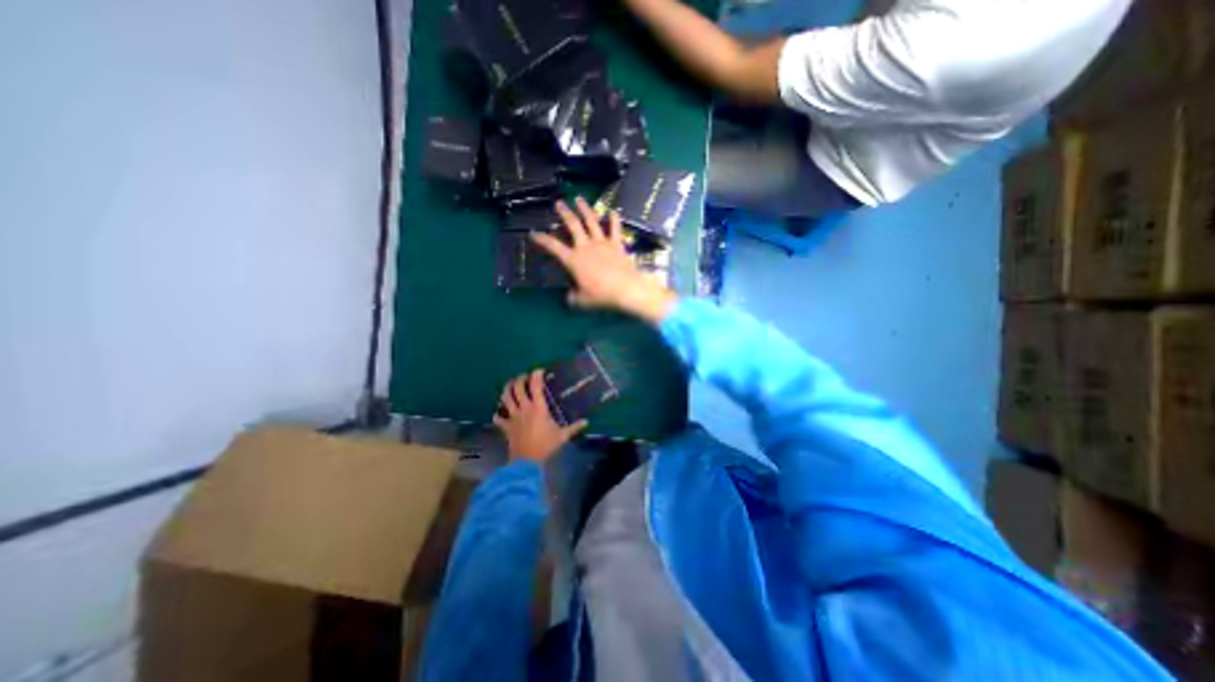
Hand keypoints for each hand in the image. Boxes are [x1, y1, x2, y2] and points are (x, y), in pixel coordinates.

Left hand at [494, 373, 587, 461]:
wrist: (527, 461)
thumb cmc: (546, 445)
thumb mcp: (562, 436)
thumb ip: (574, 427)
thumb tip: (586, 422)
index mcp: (538, 407)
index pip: (536, 385)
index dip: (536, 375)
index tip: (539, 371)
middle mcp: (524, 408)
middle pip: (517, 388)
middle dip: (519, 379)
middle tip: (524, 377)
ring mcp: (513, 417)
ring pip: (505, 398)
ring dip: (506, 389)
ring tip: (510, 385)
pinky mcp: (506, 427)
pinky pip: (498, 418)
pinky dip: (497, 414)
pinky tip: (499, 413)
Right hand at [534, 196, 678, 323]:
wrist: (626, 288)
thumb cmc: (601, 295)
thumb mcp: (582, 301)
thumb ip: (573, 297)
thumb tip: (569, 296)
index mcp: (573, 260)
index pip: (553, 247)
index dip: (542, 239)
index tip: (533, 233)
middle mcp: (585, 246)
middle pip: (573, 225)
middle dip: (564, 213)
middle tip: (559, 203)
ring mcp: (602, 243)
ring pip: (591, 221)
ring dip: (585, 209)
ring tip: (579, 199)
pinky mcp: (617, 244)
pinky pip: (615, 229)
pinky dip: (614, 219)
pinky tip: (614, 211)